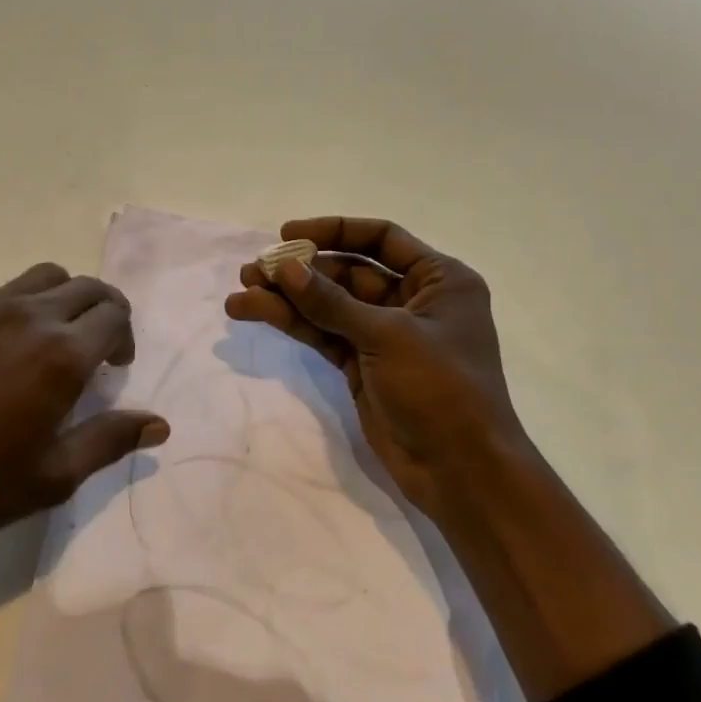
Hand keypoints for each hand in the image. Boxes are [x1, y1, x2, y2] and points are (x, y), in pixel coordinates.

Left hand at [0, 262, 168, 546]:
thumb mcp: (51, 477)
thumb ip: (110, 441)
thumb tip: (159, 424)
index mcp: (61, 352)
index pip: (115, 315)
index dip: (124, 337)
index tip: (114, 367)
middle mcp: (26, 314)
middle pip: (84, 286)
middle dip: (102, 310)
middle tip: (93, 347)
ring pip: (39, 278)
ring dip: (59, 300)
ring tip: (45, 340)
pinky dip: (10, 309)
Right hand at [224, 217, 528, 527]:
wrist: (460, 471)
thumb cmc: (441, 389)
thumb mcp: (388, 336)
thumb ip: (332, 301)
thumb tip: (286, 267)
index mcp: (439, 280)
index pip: (381, 238)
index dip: (334, 231)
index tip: (287, 234)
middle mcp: (413, 300)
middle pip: (347, 271)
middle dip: (300, 271)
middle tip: (253, 270)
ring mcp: (385, 335)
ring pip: (328, 306)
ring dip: (287, 298)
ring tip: (240, 295)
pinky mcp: (363, 365)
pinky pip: (324, 334)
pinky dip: (293, 324)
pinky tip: (255, 313)